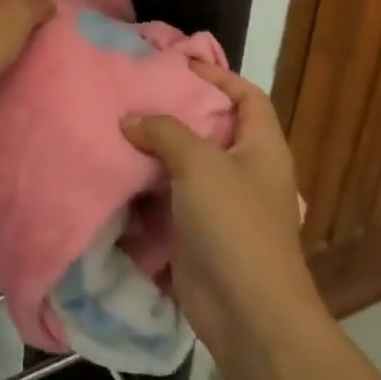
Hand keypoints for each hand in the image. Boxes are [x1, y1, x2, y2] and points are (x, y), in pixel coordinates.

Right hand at [121, 60, 319, 365]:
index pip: (248, 96)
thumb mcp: (200, 164)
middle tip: (135, 92)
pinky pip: (171, 198)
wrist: (248, 315)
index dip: (218, 76)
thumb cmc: (235, 225)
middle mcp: (245, 171)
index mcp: (262, 148)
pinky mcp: (199, 233)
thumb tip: (130, 119)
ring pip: (186, 164)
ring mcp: (222, 205)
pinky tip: (119, 172)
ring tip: (118, 126)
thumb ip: (164, 132)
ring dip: (156, 149)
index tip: (178, 64)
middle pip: (212, 128)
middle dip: (176, 111)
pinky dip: (148, 186)